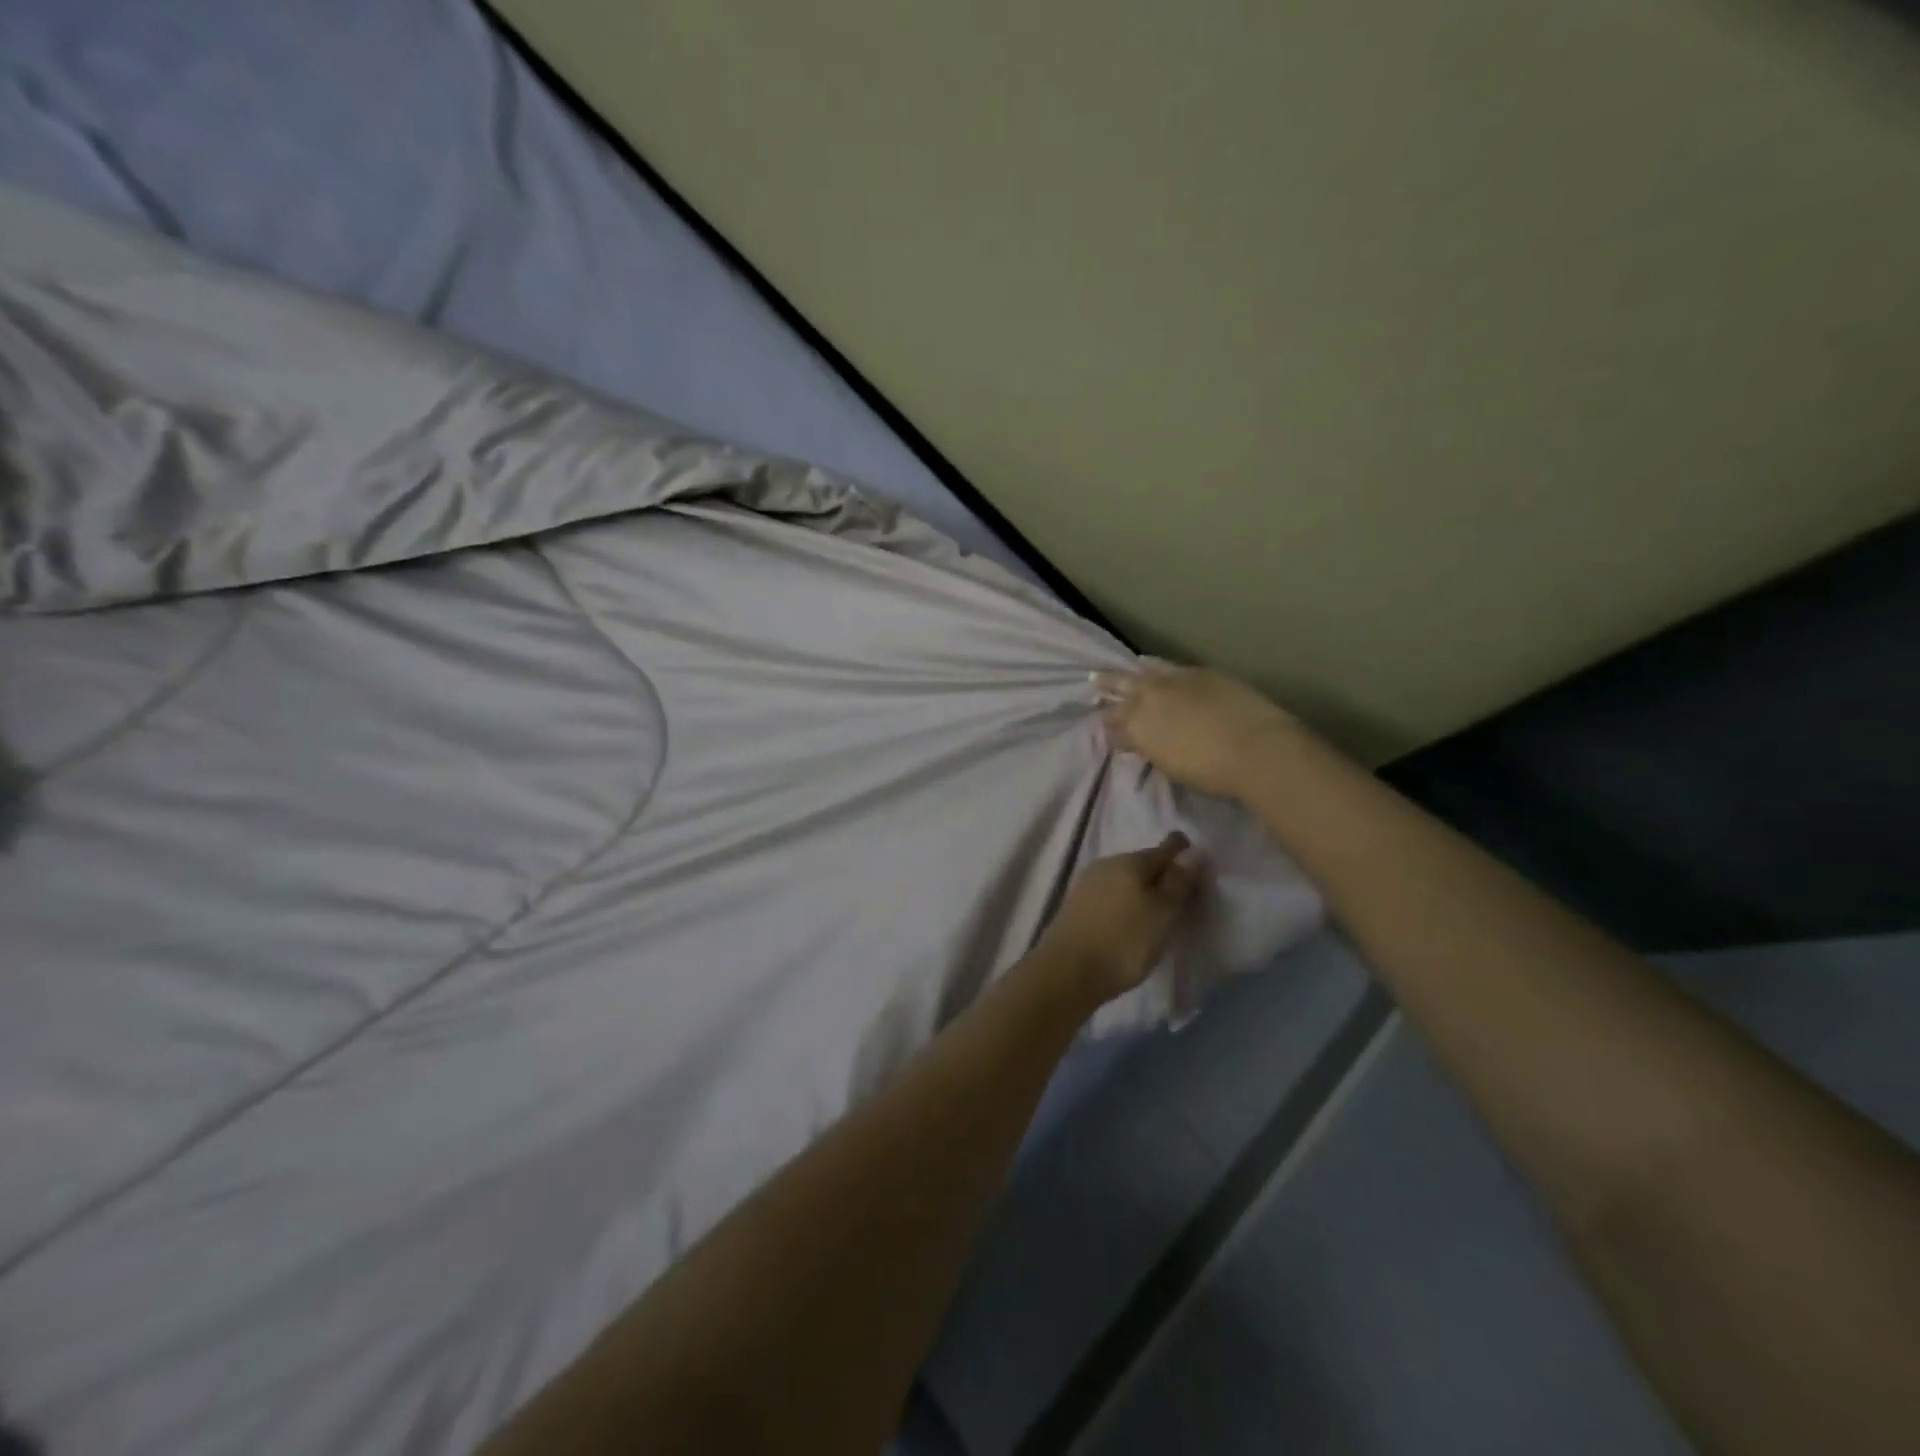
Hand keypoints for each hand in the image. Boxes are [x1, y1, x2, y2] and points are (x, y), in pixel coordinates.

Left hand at [1034, 833, 1204, 1005]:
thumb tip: (1195, 850)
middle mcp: (1107, 863)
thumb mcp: (1162, 913)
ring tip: (1158, 912)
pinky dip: (1124, 903)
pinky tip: (1129, 920)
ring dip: (1142, 890)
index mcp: (1131, 861)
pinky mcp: (1076, 905)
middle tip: (1183, 895)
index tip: (1199, 868)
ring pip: (1124, 879)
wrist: (1067, 971)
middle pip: (1143, 863)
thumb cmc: (1124, 941)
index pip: (1166, 848)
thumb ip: (1179, 881)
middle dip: (1163, 874)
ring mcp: (1087, 883)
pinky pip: (1109, 895)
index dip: (1184, 854)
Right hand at [1094, 662, 1293, 798]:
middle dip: (1106, 686)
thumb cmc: (1210, 771)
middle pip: (1119, 688)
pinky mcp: (1198, 673)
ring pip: (1141, 671)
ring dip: (1128, 673)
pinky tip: (1151, 664)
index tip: (1103, 726)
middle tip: (1093, 683)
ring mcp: (1174, 680)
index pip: (1113, 724)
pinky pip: (1166, 666)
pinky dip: (1154, 666)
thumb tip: (1135, 740)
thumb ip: (1149, 748)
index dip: (1107, 725)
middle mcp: (1148, 697)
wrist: (1256, 748)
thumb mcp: (1170, 765)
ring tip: (1118, 669)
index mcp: (1137, 726)